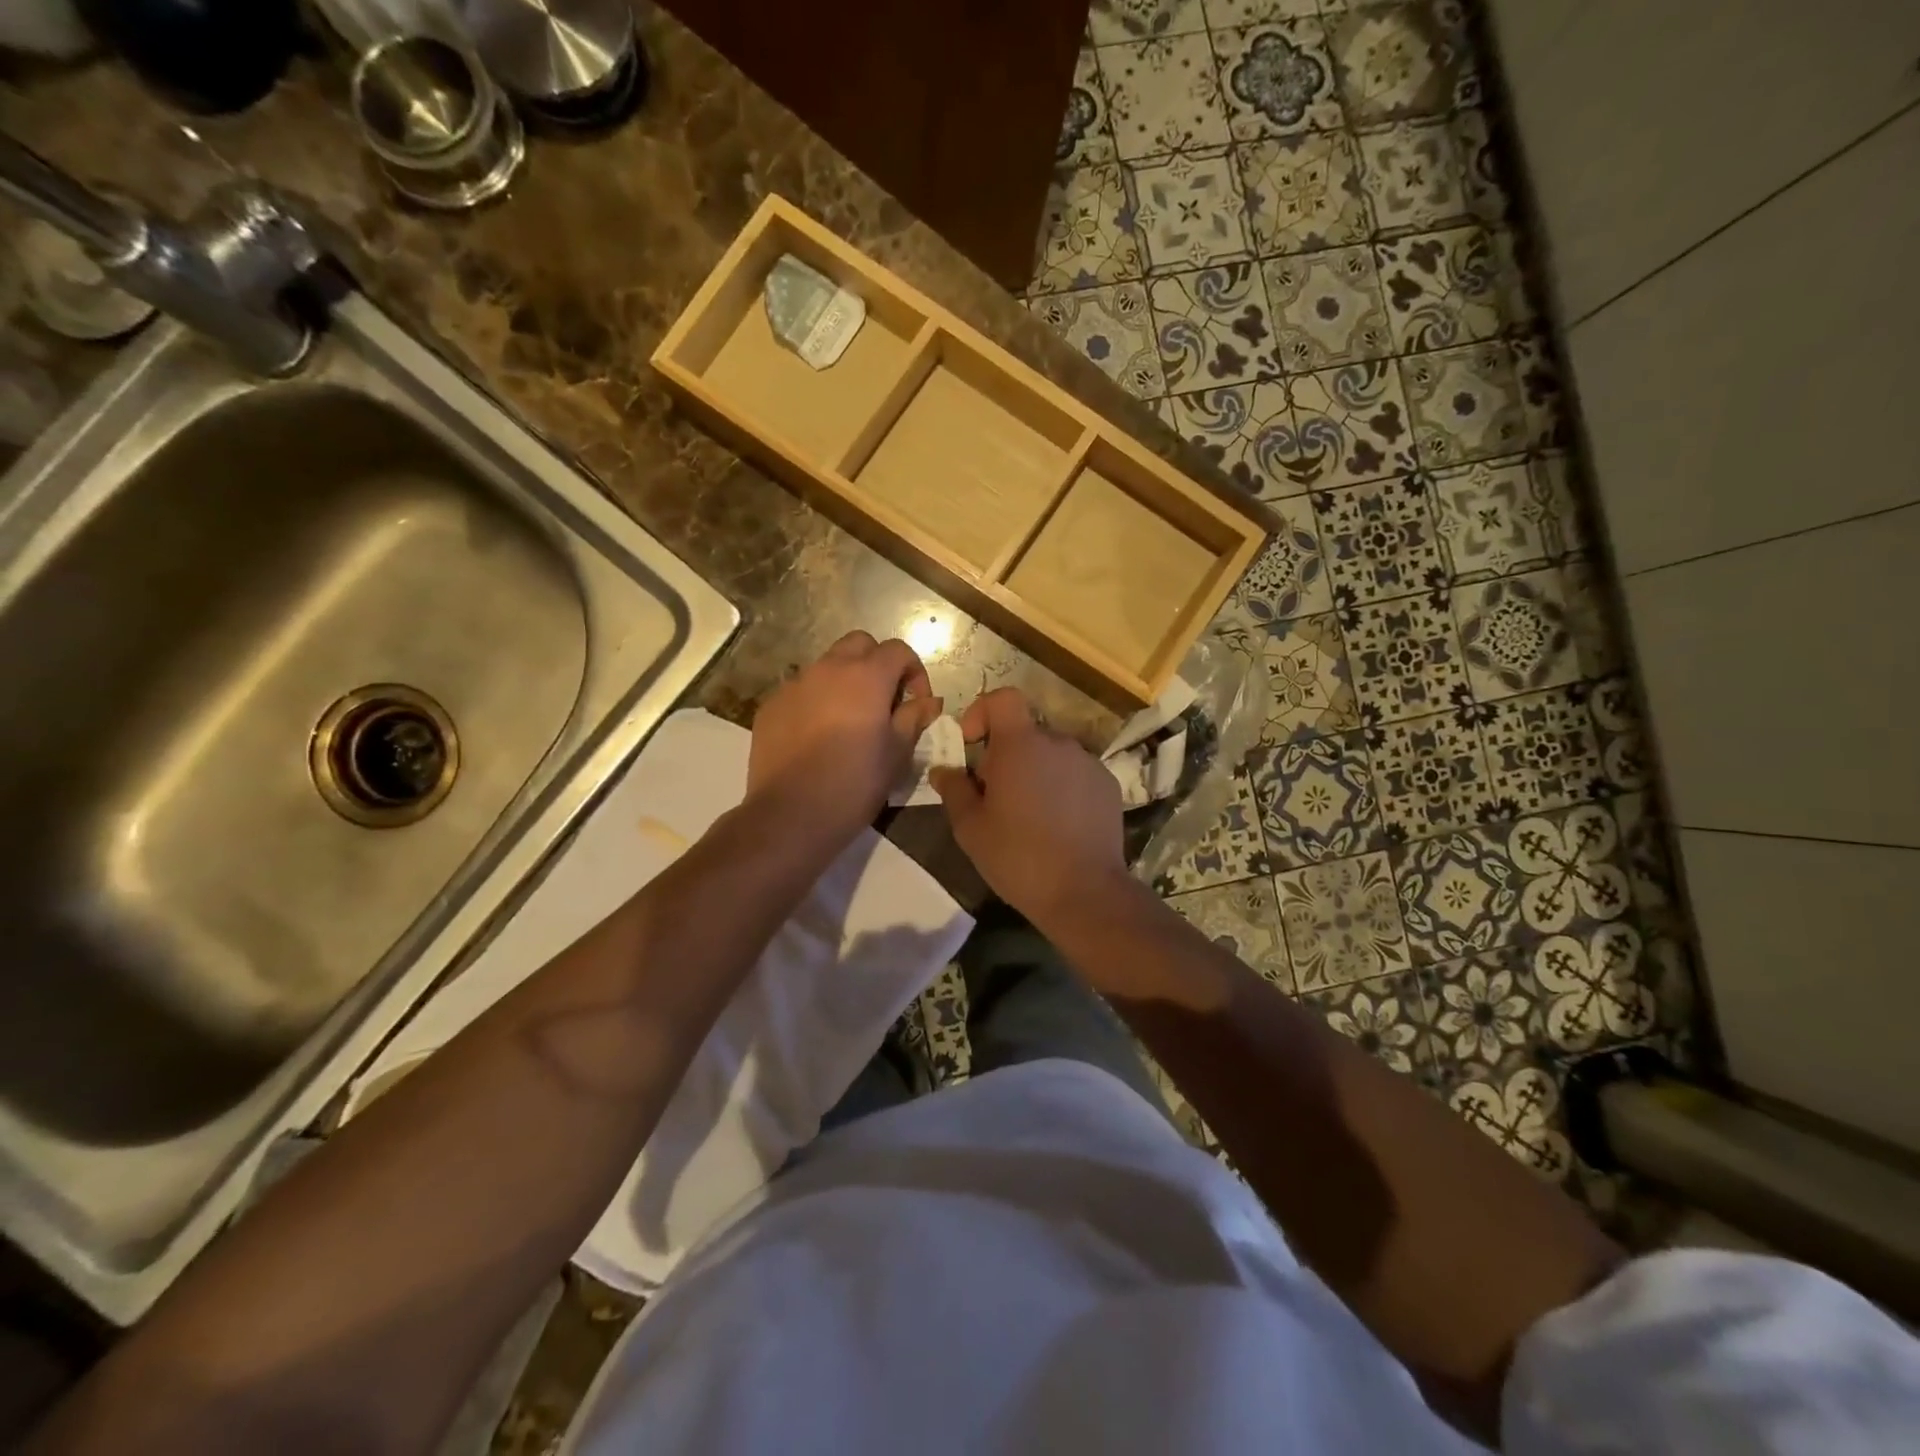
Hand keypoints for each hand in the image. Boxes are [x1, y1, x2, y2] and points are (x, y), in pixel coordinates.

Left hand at [747, 631, 941, 841]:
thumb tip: (928, 701)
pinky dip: (816, 701)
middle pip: (859, 644)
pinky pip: (801, 690)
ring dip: (845, 681)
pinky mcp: (771, 706)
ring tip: (849, 719)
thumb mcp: (897, 753)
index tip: (917, 702)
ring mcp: (794, 685)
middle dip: (877, 663)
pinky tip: (817, 736)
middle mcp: (828, 669)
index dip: (914, 671)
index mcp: (866, 677)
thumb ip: (914, 718)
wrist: (791, 814)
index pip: (898, 650)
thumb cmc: (855, 784)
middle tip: (884, 700)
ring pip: (827, 665)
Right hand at [929, 688, 1126, 923]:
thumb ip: (954, 789)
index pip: (1003, 698)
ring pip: (1051, 754)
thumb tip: (944, 770)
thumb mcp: (970, 828)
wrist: (1084, 892)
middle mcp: (1058, 742)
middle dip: (1006, 754)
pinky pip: (1076, 773)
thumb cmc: (1018, 857)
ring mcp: (1088, 762)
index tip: (973, 745)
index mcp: (1021, 745)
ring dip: (1036, 771)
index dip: (983, 712)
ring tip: (1029, 814)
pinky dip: (1062, 787)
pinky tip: (1058, 824)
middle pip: (1025, 732)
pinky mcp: (1108, 784)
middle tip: (995, 795)